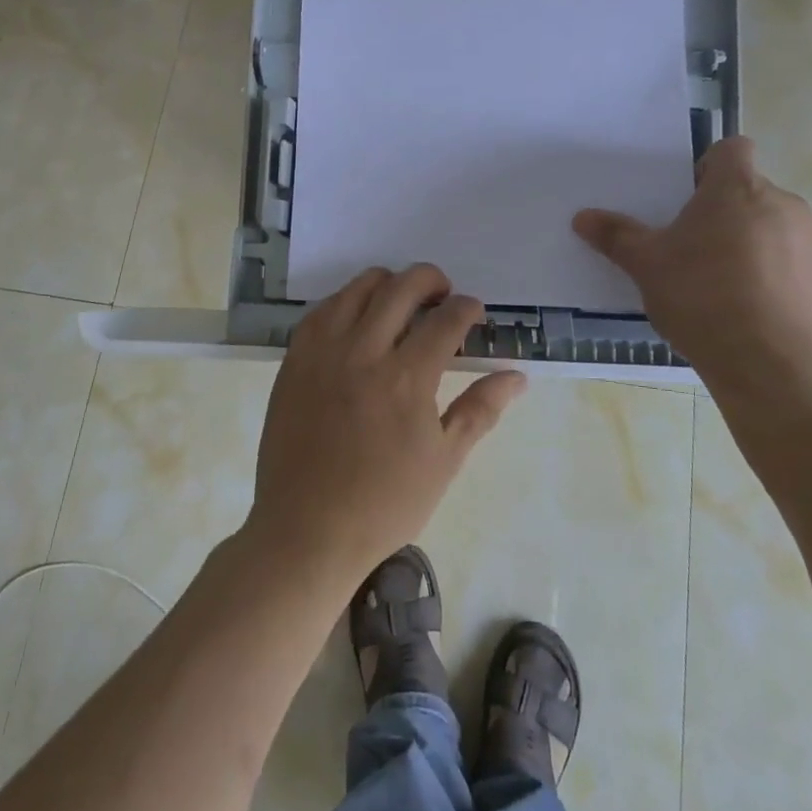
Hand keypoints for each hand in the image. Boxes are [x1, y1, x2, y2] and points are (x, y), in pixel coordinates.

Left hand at [245, 264, 526, 584]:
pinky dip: (347, 301)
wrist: (307, 529)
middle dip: (431, 280)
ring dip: (388, 284)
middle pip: (402, 287)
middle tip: (443, 296)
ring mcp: (323, 352)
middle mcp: (363, 352)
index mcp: (406, 378)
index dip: (467, 308)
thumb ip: (480, 410)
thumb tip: (516, 376)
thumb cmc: (384, 503)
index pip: (446, 319)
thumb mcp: (444, 461)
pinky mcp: (294, 360)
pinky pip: (322, 310)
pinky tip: (358, 319)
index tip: (473, 313)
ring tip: (401, 303)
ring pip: (358, 288)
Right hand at [573, 136, 811, 399]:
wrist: (780, 368)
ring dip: (758, 250)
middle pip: (753, 195)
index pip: (732, 149)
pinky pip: (805, 270)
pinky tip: (763, 320)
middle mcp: (785, 205)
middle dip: (728, 217)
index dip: (710, 167)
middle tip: (698, 256)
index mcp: (737, 189)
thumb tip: (582, 217)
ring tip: (731, 295)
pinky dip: (785, 284)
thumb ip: (617, 237)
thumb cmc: (704, 300)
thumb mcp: (647, 268)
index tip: (690, 201)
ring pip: (781, 232)